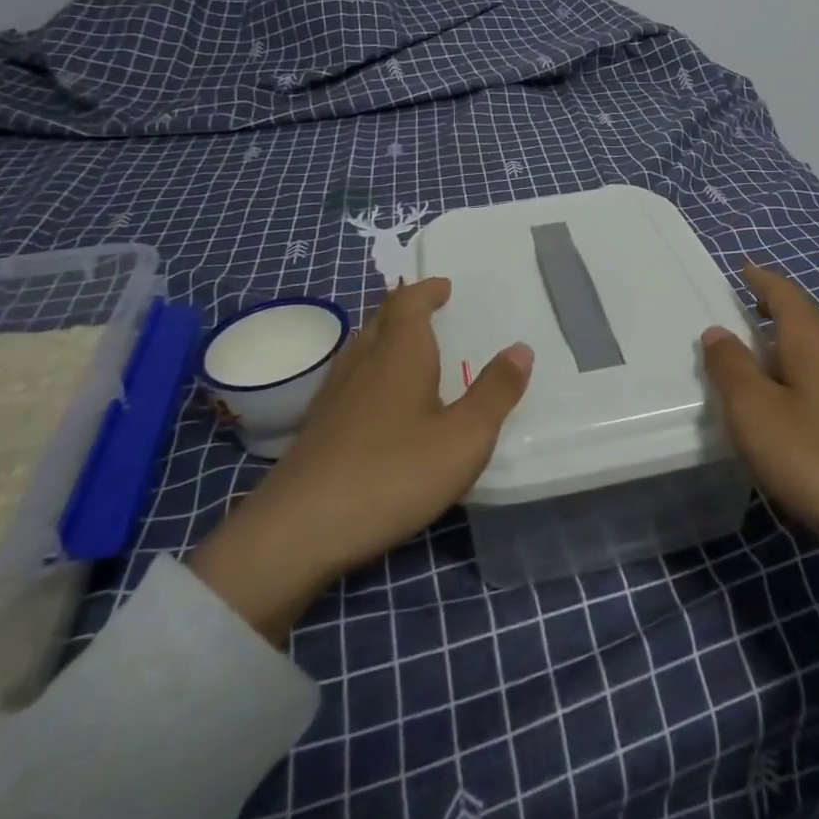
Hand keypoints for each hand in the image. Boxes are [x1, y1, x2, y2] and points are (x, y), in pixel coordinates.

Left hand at [189, 278, 531, 643]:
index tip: (445, 287)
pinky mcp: (316, 428)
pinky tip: (377, 404)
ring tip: (408, 352)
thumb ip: (495, 393)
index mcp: (399, 354)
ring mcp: (332, 396)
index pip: (409, 302)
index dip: (427, 290)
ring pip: (360, 348)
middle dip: (406, 310)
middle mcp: (362, 363)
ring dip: (385, 338)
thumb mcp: (463, 438)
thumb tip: (521, 348)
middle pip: (380, 319)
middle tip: (432, 314)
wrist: (298, 531)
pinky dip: (370, 373)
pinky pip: (349, 380)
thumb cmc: (392, 475)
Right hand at [701, 265, 818, 667]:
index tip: (745, 270)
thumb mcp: (752, 411)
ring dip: (801, 340)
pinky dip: (817, 370)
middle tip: (752, 311)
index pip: (785, 294)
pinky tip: (811, 398)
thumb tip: (718, 332)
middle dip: (781, 308)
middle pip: (811, 316)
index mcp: (813, 339)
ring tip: (777, 352)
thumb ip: (731, 367)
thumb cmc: (812, 456)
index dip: (762, 280)